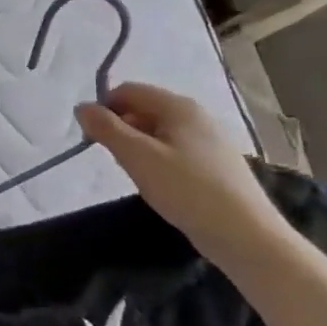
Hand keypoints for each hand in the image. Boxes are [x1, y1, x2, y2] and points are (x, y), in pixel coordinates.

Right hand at [76, 82, 289, 268]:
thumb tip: (82, 107)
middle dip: (121, 129)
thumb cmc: (186, 189)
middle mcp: (196, 115)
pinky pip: (174, 149)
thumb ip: (106, 128)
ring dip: (138, 146)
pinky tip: (161, 184)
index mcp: (178, 106)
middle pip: (143, 108)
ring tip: (138, 175)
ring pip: (157, 131)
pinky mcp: (214, 162)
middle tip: (117, 160)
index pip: (128, 90)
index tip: (94, 139)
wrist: (244, 234)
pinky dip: (157, 160)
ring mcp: (209, 139)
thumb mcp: (137, 157)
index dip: (105, 108)